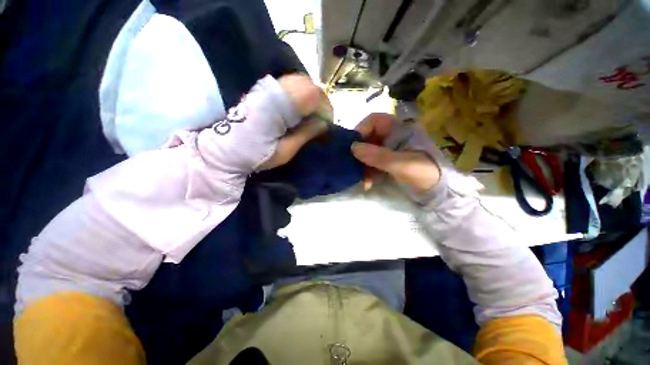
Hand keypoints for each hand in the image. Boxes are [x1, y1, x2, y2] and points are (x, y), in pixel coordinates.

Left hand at [258, 74, 327, 169]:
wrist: (225, 150)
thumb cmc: (256, 155)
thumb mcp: (285, 150)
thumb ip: (305, 134)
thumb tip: (323, 124)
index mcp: (279, 107)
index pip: (311, 94)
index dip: (324, 107)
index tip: (327, 122)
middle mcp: (273, 90)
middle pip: (307, 84)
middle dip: (319, 101)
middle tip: (320, 119)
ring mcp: (267, 87)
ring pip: (299, 81)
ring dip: (310, 97)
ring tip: (311, 115)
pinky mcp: (263, 89)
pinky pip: (289, 85)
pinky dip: (299, 95)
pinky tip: (298, 110)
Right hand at [351, 113, 440, 193]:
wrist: (438, 193)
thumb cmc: (425, 173)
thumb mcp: (403, 164)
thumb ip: (379, 156)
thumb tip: (353, 147)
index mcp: (399, 130)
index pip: (374, 121)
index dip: (361, 130)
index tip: (352, 146)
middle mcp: (391, 137)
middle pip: (368, 138)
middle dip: (359, 154)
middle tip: (354, 167)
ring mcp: (388, 151)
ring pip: (367, 153)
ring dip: (362, 167)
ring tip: (363, 181)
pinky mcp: (386, 163)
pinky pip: (371, 164)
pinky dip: (367, 173)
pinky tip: (366, 184)